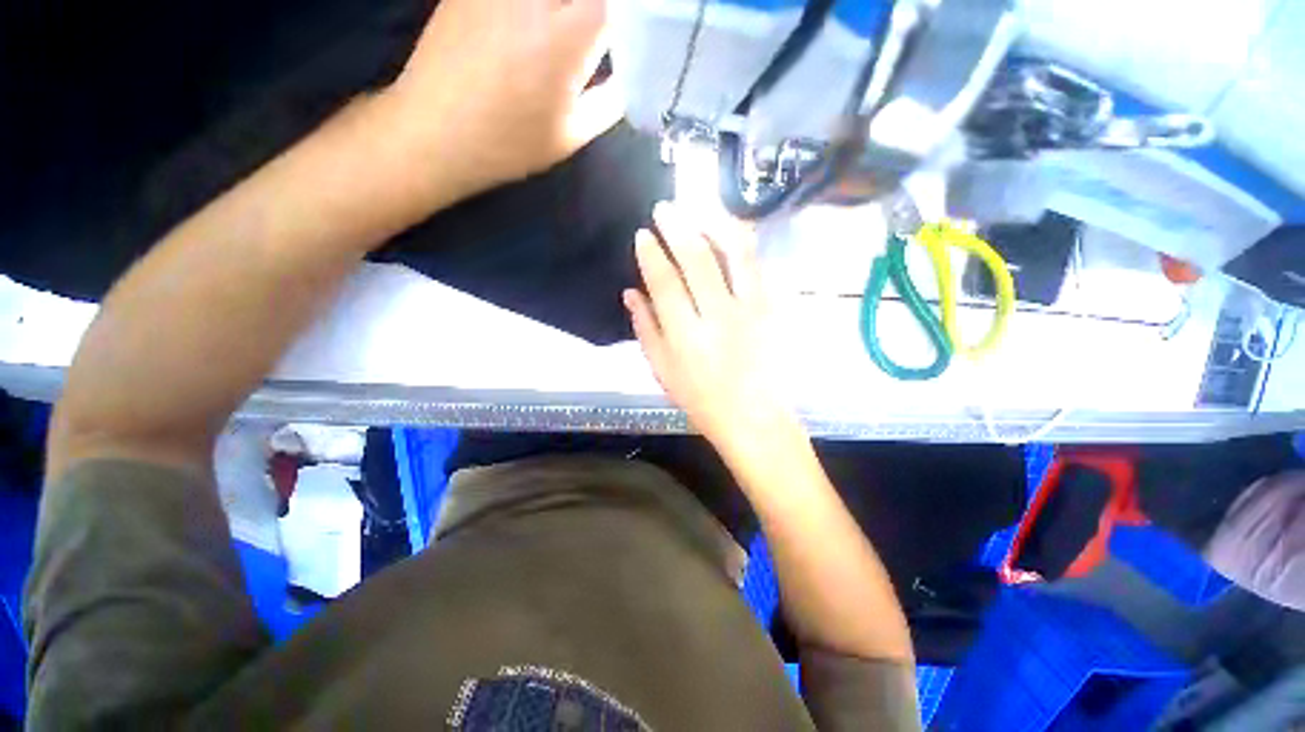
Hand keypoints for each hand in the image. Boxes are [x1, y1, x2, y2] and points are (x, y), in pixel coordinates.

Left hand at [389, 0, 621, 195]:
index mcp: (569, 35)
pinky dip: (540, 6)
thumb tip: (633, 78)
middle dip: (603, 8)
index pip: (619, 1)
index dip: (639, 9)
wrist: (435, 131)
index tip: (642, 24)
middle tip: (609, 24)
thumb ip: (610, 101)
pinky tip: (538, 23)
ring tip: (571, 24)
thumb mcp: (572, 133)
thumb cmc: (510, 143)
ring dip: (572, 6)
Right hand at [625, 203, 799, 456]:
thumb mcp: (663, 372)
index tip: (643, 234)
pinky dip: (744, 245)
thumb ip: (645, 330)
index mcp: (686, 337)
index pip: (664, 283)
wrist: (755, 418)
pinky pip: (760, 267)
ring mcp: (752, 311)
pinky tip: (732, 234)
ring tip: (700, 211)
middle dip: (678, 227)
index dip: (651, 255)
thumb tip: (630, 293)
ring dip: (715, 225)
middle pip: (698, 260)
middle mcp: (718, 317)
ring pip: (735, 254)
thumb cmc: (702, 401)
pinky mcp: (774, 311)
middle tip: (665, 208)